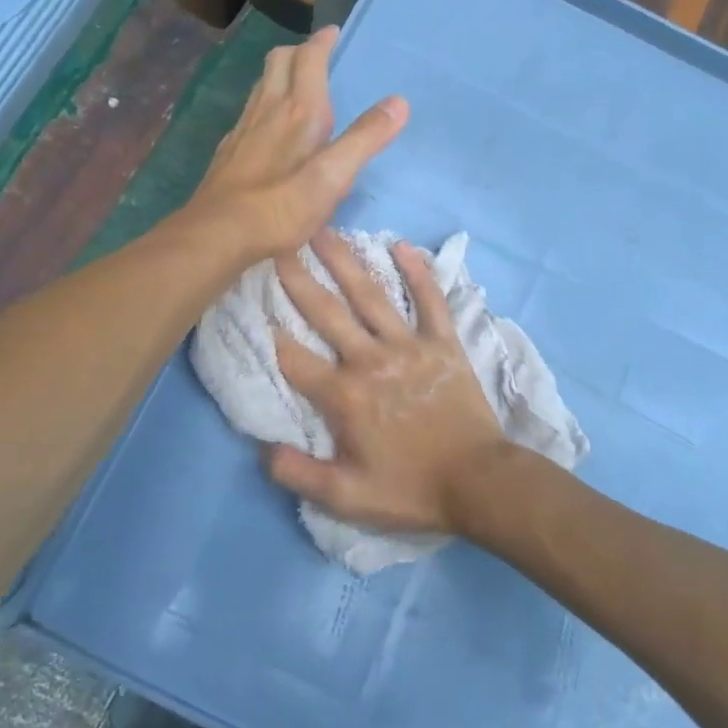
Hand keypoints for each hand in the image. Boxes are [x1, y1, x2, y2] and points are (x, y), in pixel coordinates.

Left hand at [185, 25, 406, 262]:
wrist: (219, 233)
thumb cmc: (281, 207)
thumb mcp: (332, 177)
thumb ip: (364, 139)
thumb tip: (398, 102)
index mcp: (298, 111)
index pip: (309, 59)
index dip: (322, 42)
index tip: (334, 33)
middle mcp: (268, 110)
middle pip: (278, 62)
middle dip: (299, 51)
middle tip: (316, 55)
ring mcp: (243, 129)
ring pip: (261, 85)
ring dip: (279, 74)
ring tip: (296, 83)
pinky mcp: (229, 151)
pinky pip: (249, 112)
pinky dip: (264, 104)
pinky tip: (268, 126)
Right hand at [268, 232, 506, 536]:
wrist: (479, 483)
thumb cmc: (410, 490)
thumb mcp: (346, 497)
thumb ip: (297, 473)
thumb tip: (261, 449)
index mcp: (343, 396)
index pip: (293, 357)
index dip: (267, 330)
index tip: (248, 299)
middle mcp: (370, 360)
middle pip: (326, 312)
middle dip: (297, 278)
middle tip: (275, 243)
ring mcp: (409, 346)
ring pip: (371, 296)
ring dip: (345, 261)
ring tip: (323, 230)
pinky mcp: (443, 343)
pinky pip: (430, 301)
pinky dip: (418, 272)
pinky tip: (402, 245)